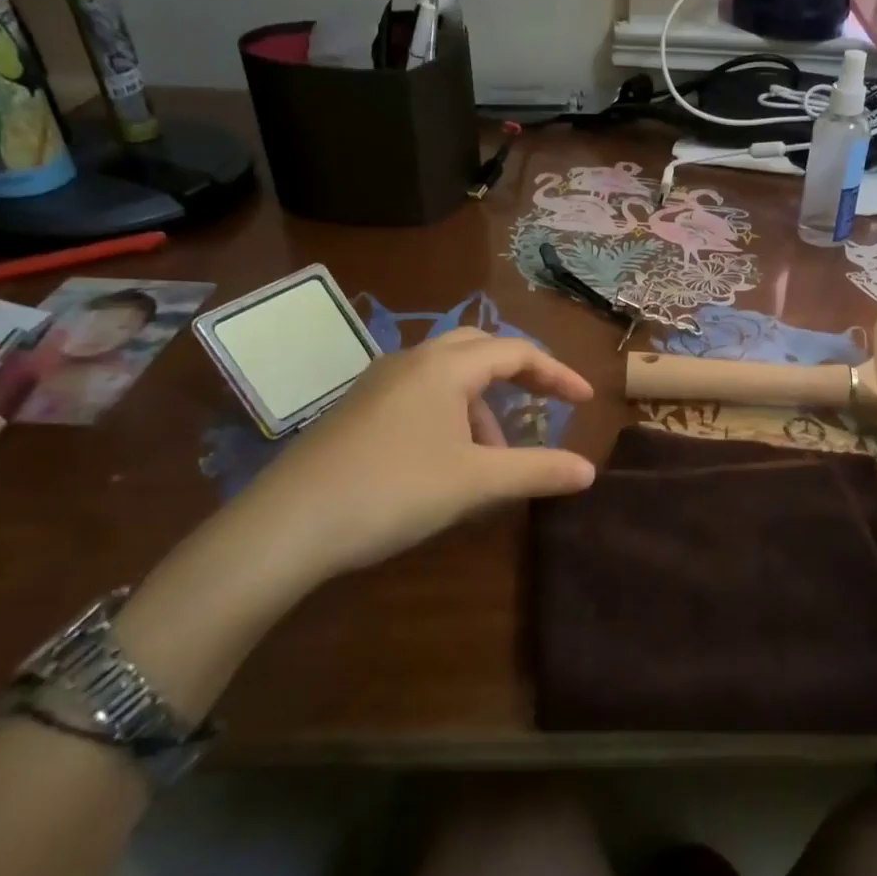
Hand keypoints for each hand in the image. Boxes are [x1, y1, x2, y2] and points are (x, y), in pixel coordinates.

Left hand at [221, 329, 596, 586]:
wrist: (287, 526)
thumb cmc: (394, 490)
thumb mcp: (477, 482)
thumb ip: (538, 470)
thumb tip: (589, 471)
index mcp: (444, 366)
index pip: (516, 352)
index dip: (557, 373)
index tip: (585, 401)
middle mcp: (411, 361)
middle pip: (480, 349)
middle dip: (519, 376)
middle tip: (545, 406)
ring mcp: (377, 384)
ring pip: (447, 377)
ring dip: (482, 407)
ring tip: (493, 460)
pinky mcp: (356, 410)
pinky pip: (419, 396)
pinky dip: (450, 416)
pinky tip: (447, 462)